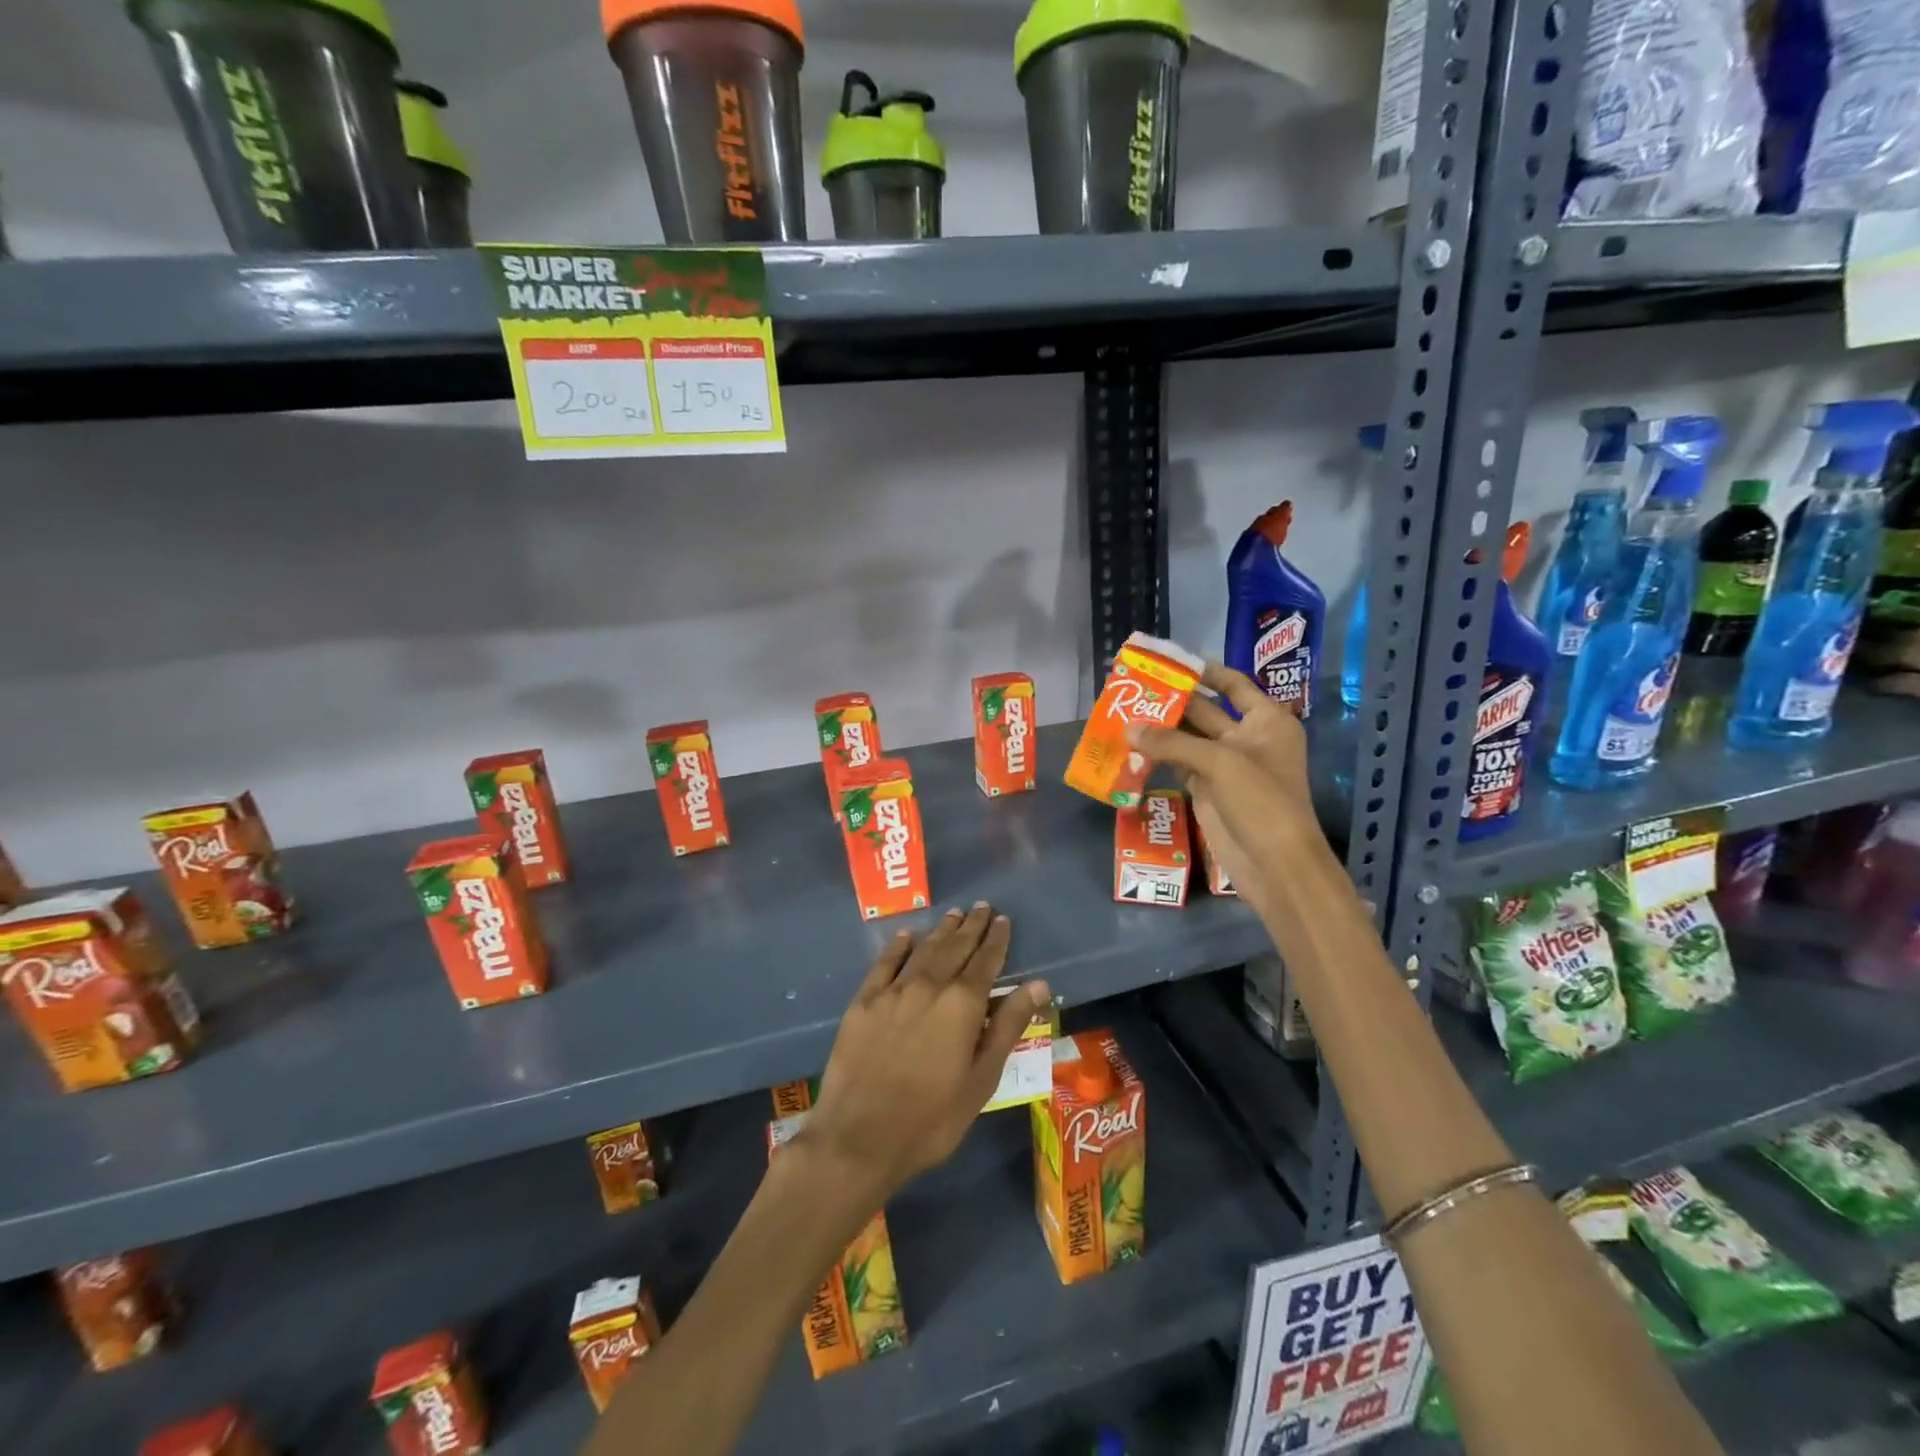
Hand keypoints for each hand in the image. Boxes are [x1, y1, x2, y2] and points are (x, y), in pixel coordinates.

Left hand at [802, 904, 1049, 1207]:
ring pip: (923, 950)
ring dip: (941, 931)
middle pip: (955, 947)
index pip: (986, 962)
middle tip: (981, 907)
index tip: (1003, 920)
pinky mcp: (863, 1002)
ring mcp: (893, 991)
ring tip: (953, 915)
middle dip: (971, 927)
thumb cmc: (932, 1118)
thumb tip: (1038, 984)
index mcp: (962, 1004)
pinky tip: (905, 937)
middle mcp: (929, 986)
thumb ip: (1008, 1026)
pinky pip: (884, 964)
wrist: (860, 1138)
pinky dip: (897, 947)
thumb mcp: (982, 1079)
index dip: (996, 940)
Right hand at [1125, 662, 1325, 909]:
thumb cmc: (1262, 801)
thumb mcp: (1220, 763)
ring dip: (1159, 729)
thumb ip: (1172, 743)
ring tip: (1123, 712)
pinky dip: (1156, 757)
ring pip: (1186, 739)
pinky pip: (1177, 765)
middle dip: (1172, 701)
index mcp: (1266, 721)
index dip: (1204, 672)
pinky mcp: (1206, 789)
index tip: (1169, 662)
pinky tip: (1130, 746)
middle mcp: (1246, 738)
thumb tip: (1128, 728)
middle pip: (1205, 710)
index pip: (1233, 685)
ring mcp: (1224, 765)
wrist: (1275, 863)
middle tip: (1133, 687)